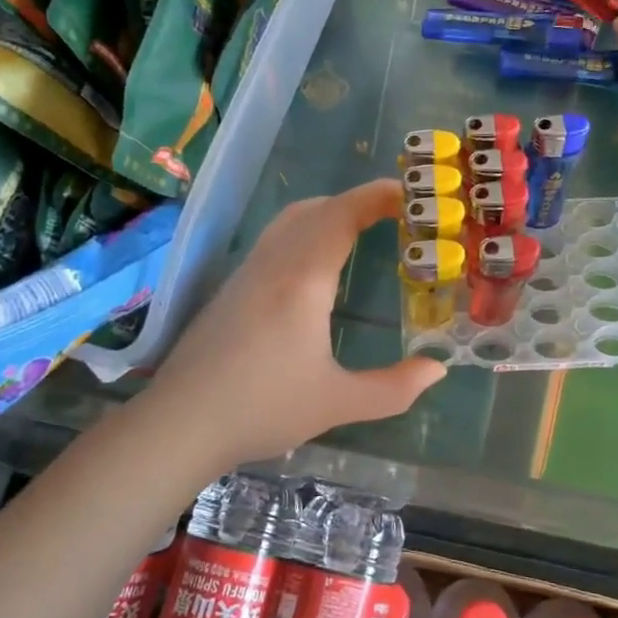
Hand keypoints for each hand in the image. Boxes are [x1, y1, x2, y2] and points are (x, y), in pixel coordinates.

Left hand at [139, 179, 445, 468]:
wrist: (180, 424)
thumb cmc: (262, 410)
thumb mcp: (337, 404)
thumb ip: (394, 388)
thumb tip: (438, 370)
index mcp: (303, 280)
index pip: (342, 216)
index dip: (376, 197)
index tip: (410, 193)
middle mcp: (274, 264)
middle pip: (317, 209)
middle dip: (358, 201)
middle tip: (396, 214)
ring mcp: (248, 272)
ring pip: (291, 220)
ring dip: (329, 211)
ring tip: (361, 229)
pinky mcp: (232, 287)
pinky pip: (275, 238)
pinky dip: (306, 229)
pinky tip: (316, 264)